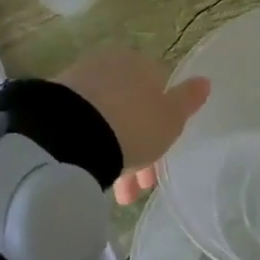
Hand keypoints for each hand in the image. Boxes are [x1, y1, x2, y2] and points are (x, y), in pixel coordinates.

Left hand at [56, 48, 209, 203]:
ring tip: (115, 194)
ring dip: (114, 156)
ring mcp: (80, 82)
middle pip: (131, 110)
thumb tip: (205, 81)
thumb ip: (188, 99)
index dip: (163, 127)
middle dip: (137, 150)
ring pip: (106, 122)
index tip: (161, 160)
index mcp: (142, 64)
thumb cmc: (134, 124)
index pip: (158, 92)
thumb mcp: (171, 118)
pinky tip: (91, 173)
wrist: (71, 133)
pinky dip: (91, 149)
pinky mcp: (54, 104)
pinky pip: (82, 128)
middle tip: (136, 188)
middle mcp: (110, 66)